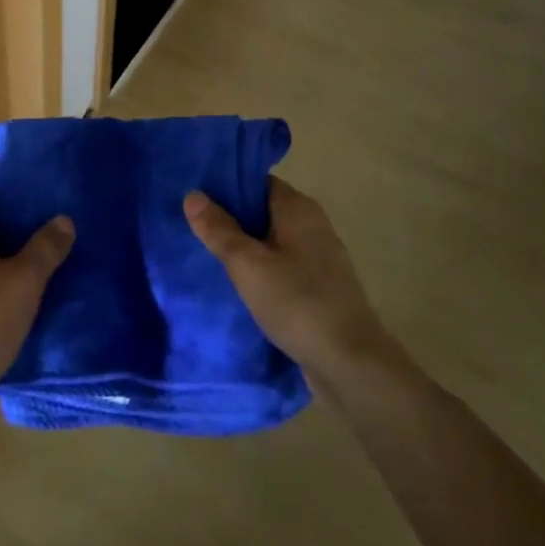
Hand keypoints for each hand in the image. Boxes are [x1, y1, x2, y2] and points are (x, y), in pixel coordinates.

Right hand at [185, 178, 389, 381]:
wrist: (351, 363)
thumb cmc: (297, 302)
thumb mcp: (247, 265)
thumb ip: (219, 229)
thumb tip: (193, 195)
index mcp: (298, 207)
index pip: (256, 182)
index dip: (226, 187)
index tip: (197, 199)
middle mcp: (313, 223)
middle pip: (264, 210)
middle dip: (232, 220)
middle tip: (196, 230)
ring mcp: (321, 256)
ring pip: (273, 240)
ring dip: (247, 248)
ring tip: (211, 258)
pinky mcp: (323, 286)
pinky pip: (285, 266)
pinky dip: (264, 271)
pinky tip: (242, 287)